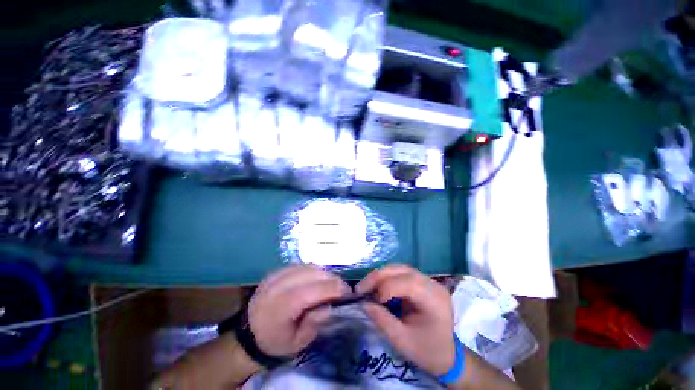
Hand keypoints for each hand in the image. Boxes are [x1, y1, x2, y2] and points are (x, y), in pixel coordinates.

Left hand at [249, 265, 350, 357]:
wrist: (249, 335)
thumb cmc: (276, 342)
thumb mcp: (298, 343)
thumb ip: (315, 323)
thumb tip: (330, 305)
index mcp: (278, 309)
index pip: (308, 292)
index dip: (330, 288)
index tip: (346, 291)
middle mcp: (275, 287)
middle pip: (310, 274)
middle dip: (330, 278)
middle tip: (341, 287)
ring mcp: (275, 276)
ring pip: (306, 266)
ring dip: (323, 273)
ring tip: (330, 283)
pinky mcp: (276, 271)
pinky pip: (300, 265)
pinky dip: (313, 270)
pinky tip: (317, 279)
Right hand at [356, 264, 454, 375]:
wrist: (447, 355)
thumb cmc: (427, 351)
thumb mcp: (402, 341)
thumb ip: (382, 320)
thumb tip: (363, 303)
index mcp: (434, 299)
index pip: (407, 283)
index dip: (385, 287)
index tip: (368, 299)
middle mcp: (432, 284)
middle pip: (402, 270)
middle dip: (378, 276)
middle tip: (361, 287)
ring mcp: (427, 281)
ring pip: (399, 268)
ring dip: (380, 275)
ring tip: (366, 285)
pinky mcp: (421, 282)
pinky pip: (401, 273)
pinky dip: (386, 277)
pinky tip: (377, 286)